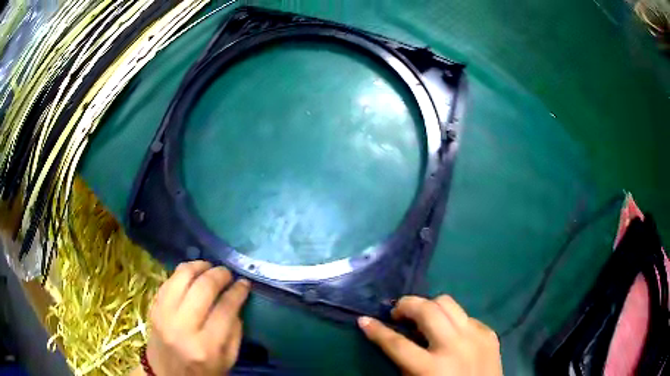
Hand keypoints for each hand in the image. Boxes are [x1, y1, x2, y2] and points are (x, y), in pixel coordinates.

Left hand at [140, 261, 250, 375]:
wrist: (164, 374)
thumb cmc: (201, 371)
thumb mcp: (227, 360)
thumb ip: (234, 332)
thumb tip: (236, 302)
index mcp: (205, 346)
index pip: (225, 309)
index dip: (237, 291)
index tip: (245, 283)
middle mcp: (182, 327)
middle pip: (203, 288)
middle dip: (220, 274)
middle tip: (228, 273)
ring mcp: (164, 314)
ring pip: (182, 277)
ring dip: (199, 266)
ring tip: (210, 267)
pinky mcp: (153, 307)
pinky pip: (169, 280)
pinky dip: (183, 273)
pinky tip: (193, 274)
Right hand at [358, 295, 502, 375]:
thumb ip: (406, 363)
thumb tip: (397, 337)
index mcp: (431, 368)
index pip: (397, 344)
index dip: (377, 331)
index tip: (364, 320)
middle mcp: (455, 347)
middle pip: (427, 310)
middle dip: (406, 305)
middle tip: (398, 314)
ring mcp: (476, 337)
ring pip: (448, 303)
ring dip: (430, 306)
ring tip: (422, 317)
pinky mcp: (489, 333)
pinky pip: (465, 316)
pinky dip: (452, 320)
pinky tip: (450, 333)